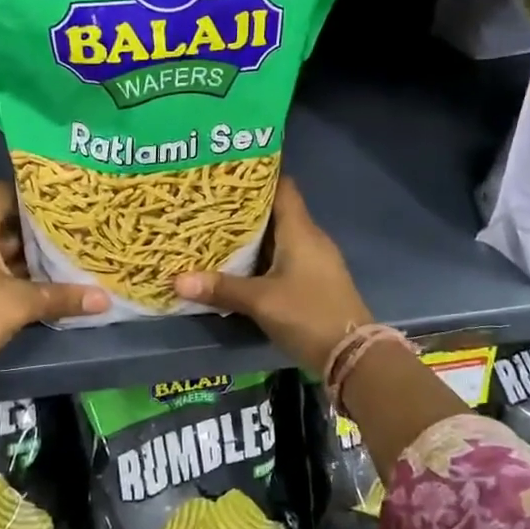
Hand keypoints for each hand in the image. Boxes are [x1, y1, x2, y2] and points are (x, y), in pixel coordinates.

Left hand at [0, 182, 108, 378]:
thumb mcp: (20, 305)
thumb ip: (62, 297)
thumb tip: (105, 299)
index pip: (1, 195)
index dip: (29, 190)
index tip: (58, 191)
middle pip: (0, 224)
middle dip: (34, 226)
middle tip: (70, 223)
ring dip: (23, 253)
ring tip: (61, 250)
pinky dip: (10, 271)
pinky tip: (37, 280)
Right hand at [173, 177, 372, 375]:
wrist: (353, 355)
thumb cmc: (308, 314)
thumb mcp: (260, 301)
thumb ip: (221, 288)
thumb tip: (176, 280)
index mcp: (300, 230)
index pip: (282, 187)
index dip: (258, 176)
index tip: (227, 173)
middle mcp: (310, 238)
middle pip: (276, 212)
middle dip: (244, 209)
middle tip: (209, 204)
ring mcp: (314, 261)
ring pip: (279, 237)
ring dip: (252, 236)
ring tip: (214, 231)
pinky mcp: (314, 281)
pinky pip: (283, 258)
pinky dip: (262, 257)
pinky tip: (238, 264)